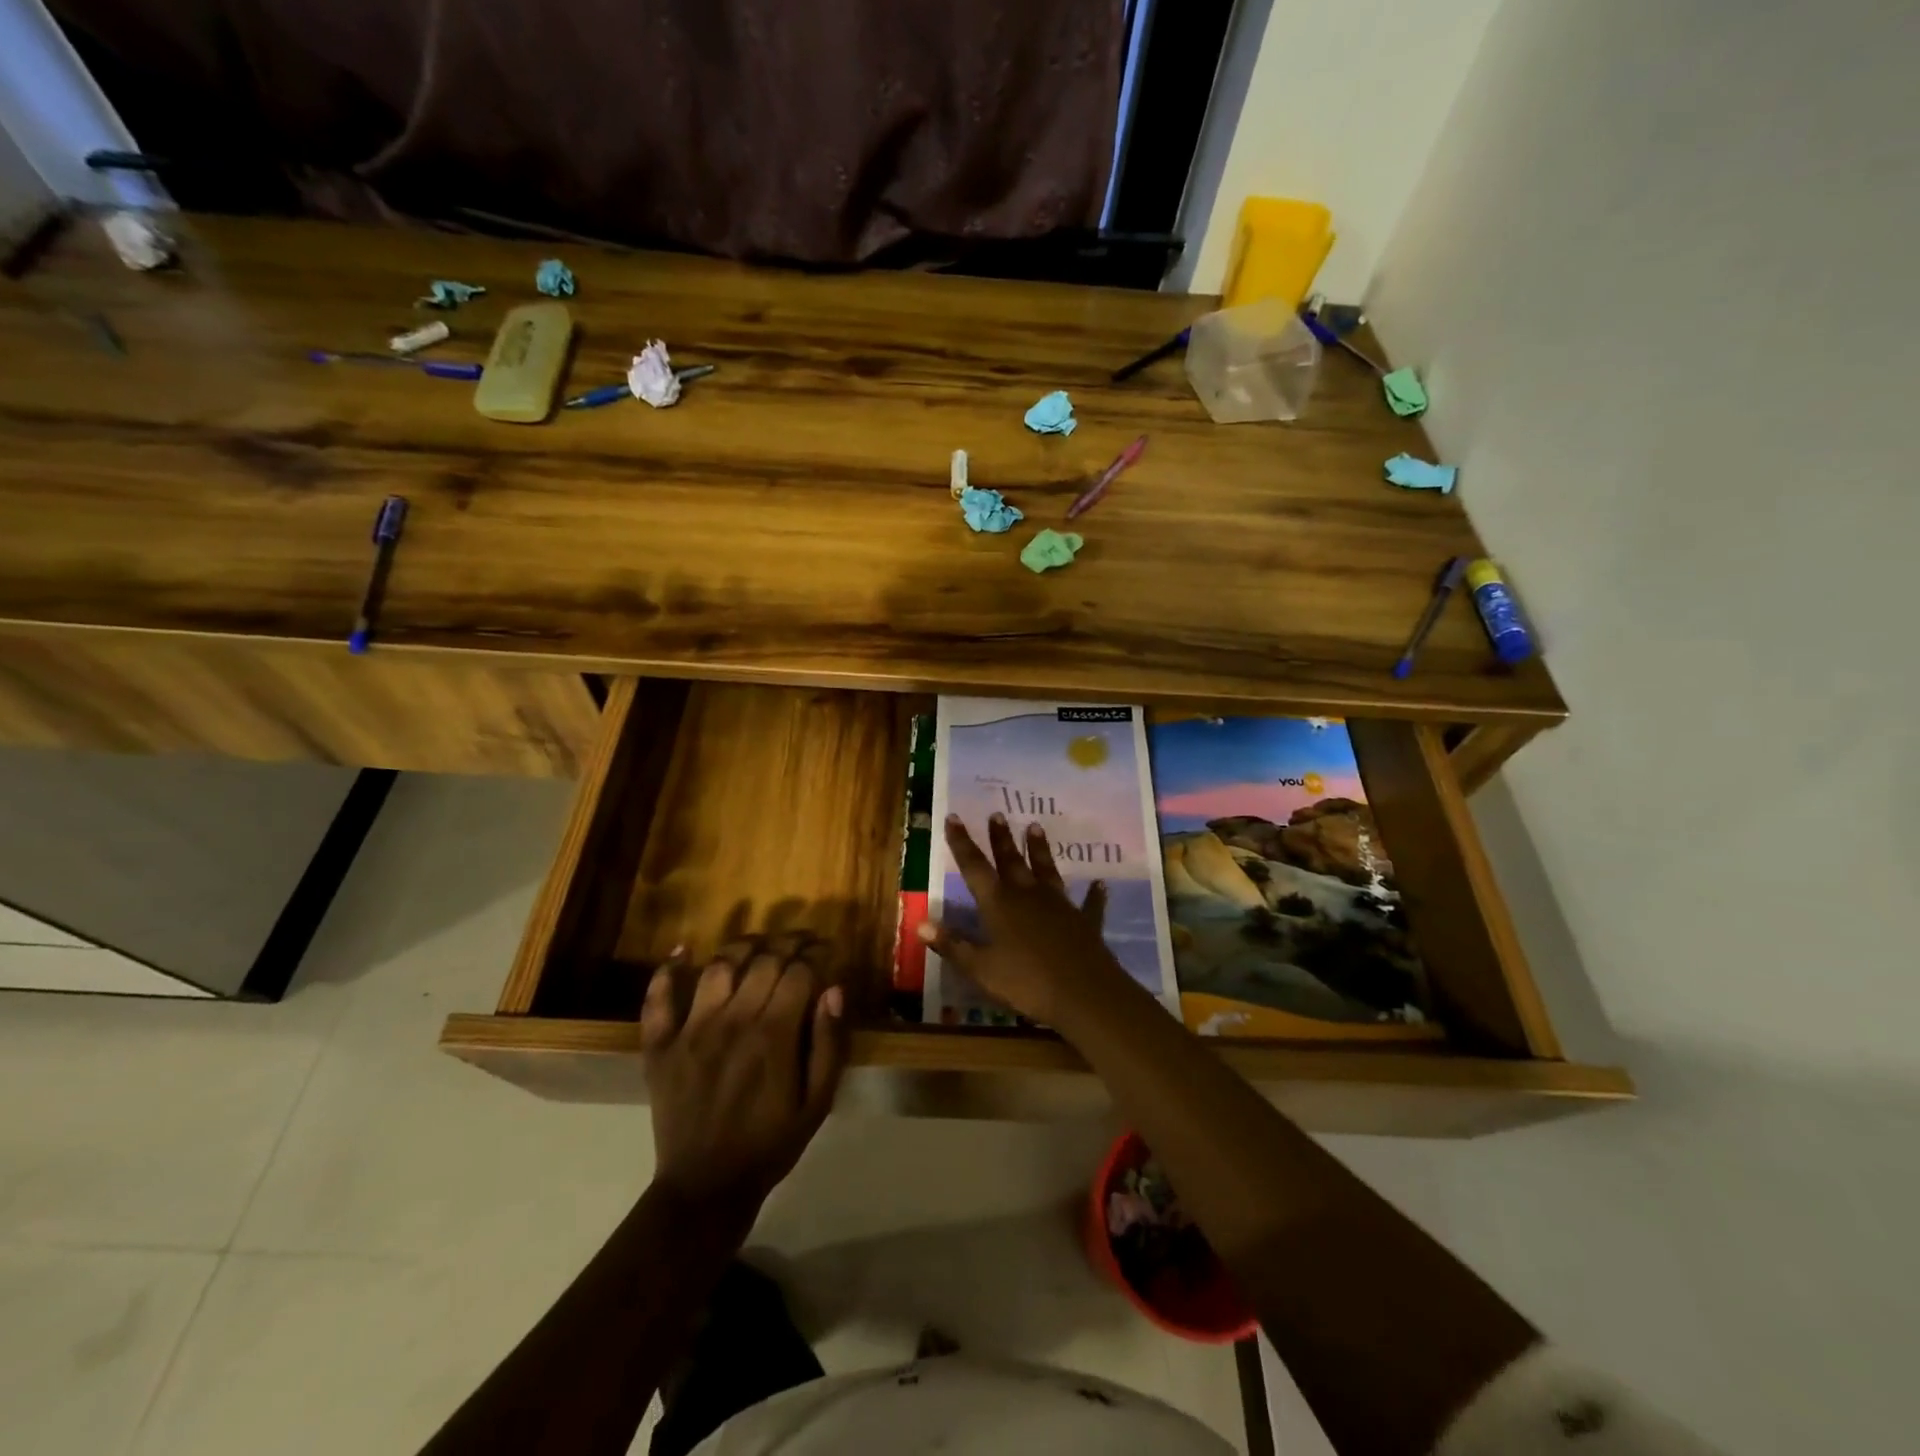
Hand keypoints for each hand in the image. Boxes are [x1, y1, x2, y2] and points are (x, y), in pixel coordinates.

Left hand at [641, 940, 845, 1221]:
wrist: (706, 1187)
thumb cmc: (770, 1144)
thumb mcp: (818, 1102)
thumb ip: (829, 1044)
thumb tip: (834, 989)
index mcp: (774, 1035)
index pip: (798, 971)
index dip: (816, 954)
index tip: (826, 951)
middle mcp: (733, 1021)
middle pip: (763, 959)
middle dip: (788, 942)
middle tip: (801, 942)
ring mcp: (692, 1030)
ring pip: (719, 966)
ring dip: (742, 946)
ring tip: (759, 946)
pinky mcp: (660, 1045)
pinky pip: (658, 998)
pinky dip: (668, 969)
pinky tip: (683, 950)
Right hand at [917, 813, 1131, 1028]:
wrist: (1083, 993)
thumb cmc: (1025, 982)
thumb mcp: (980, 968)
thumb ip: (952, 944)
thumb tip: (920, 923)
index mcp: (999, 904)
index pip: (974, 866)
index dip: (962, 842)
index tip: (954, 817)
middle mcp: (1028, 895)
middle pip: (1011, 860)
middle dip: (1001, 838)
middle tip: (997, 814)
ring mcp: (1059, 905)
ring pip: (1046, 870)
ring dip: (1040, 849)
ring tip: (1035, 826)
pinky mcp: (1084, 921)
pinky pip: (1088, 903)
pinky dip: (1093, 894)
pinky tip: (1099, 884)